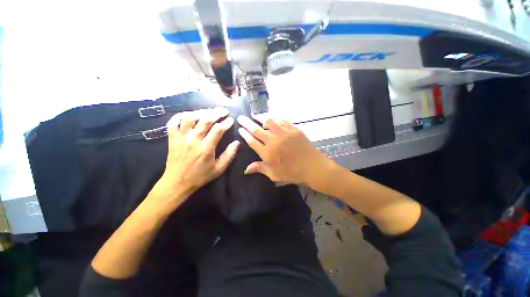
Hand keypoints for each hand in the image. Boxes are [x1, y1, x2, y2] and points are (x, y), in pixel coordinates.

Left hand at [152, 108, 239, 207]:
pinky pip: (173, 122)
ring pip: (189, 118)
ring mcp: (181, 138)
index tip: (231, 120)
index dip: (226, 123)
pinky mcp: (172, 138)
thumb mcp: (219, 169)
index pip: (218, 130)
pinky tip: (189, 115)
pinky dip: (180, 116)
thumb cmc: (200, 176)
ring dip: (200, 112)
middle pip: (205, 120)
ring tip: (208, 112)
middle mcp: (193, 140)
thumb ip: (229, 155)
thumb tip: (237, 143)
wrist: (177, 183)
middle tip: (224, 111)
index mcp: (206, 148)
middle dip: (216, 113)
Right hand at [237, 116, 327, 183]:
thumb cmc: (293, 173)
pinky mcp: (293, 129)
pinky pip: (282, 120)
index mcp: (268, 153)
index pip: (252, 141)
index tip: (240, 129)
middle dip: (247, 123)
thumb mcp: (275, 175)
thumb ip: (260, 169)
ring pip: (269, 121)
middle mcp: (273, 141)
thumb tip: (246, 169)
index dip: (245, 134)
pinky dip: (275, 118)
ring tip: (255, 115)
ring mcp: (284, 133)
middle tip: (241, 118)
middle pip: (257, 129)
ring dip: (260, 117)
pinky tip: (273, 118)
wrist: (313, 167)